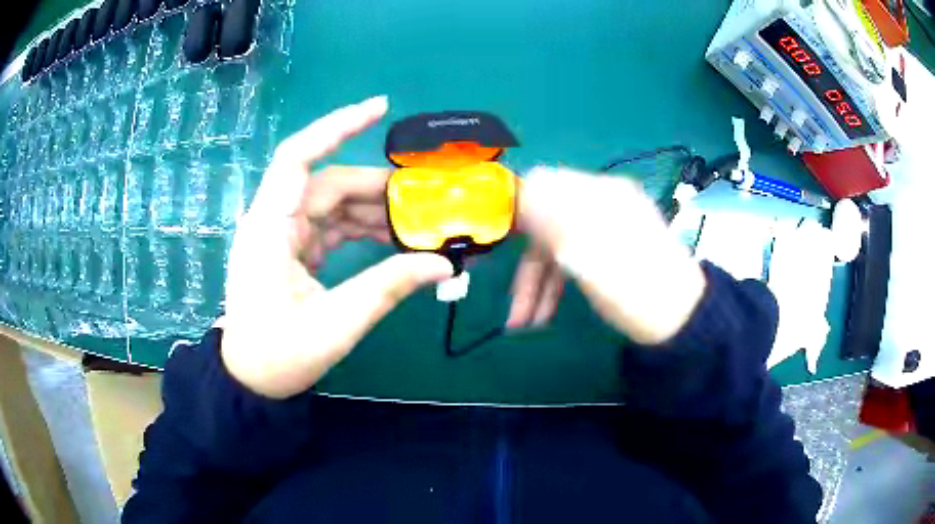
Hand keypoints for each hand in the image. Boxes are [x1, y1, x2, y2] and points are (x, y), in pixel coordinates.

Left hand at [222, 96, 453, 398]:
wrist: (250, 380)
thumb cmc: (279, 355)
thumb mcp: (336, 324)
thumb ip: (388, 287)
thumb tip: (443, 264)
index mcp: (269, 228)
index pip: (297, 158)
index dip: (336, 127)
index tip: (380, 109)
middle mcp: (272, 222)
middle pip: (325, 184)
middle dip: (374, 188)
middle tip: (423, 198)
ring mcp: (280, 236)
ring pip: (329, 205)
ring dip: (369, 211)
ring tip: (413, 224)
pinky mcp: (290, 251)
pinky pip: (328, 227)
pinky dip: (357, 229)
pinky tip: (389, 239)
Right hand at [512, 167, 705, 344]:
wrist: (680, 322)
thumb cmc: (634, 287)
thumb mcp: (586, 249)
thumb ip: (546, 213)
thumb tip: (509, 186)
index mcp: (600, 192)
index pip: (542, 182)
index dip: (511, 204)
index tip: (488, 235)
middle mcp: (601, 204)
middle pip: (545, 222)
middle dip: (523, 262)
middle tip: (503, 293)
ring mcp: (606, 230)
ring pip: (556, 247)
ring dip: (534, 283)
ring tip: (520, 323)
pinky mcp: (608, 254)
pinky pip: (570, 261)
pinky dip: (552, 286)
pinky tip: (541, 314)